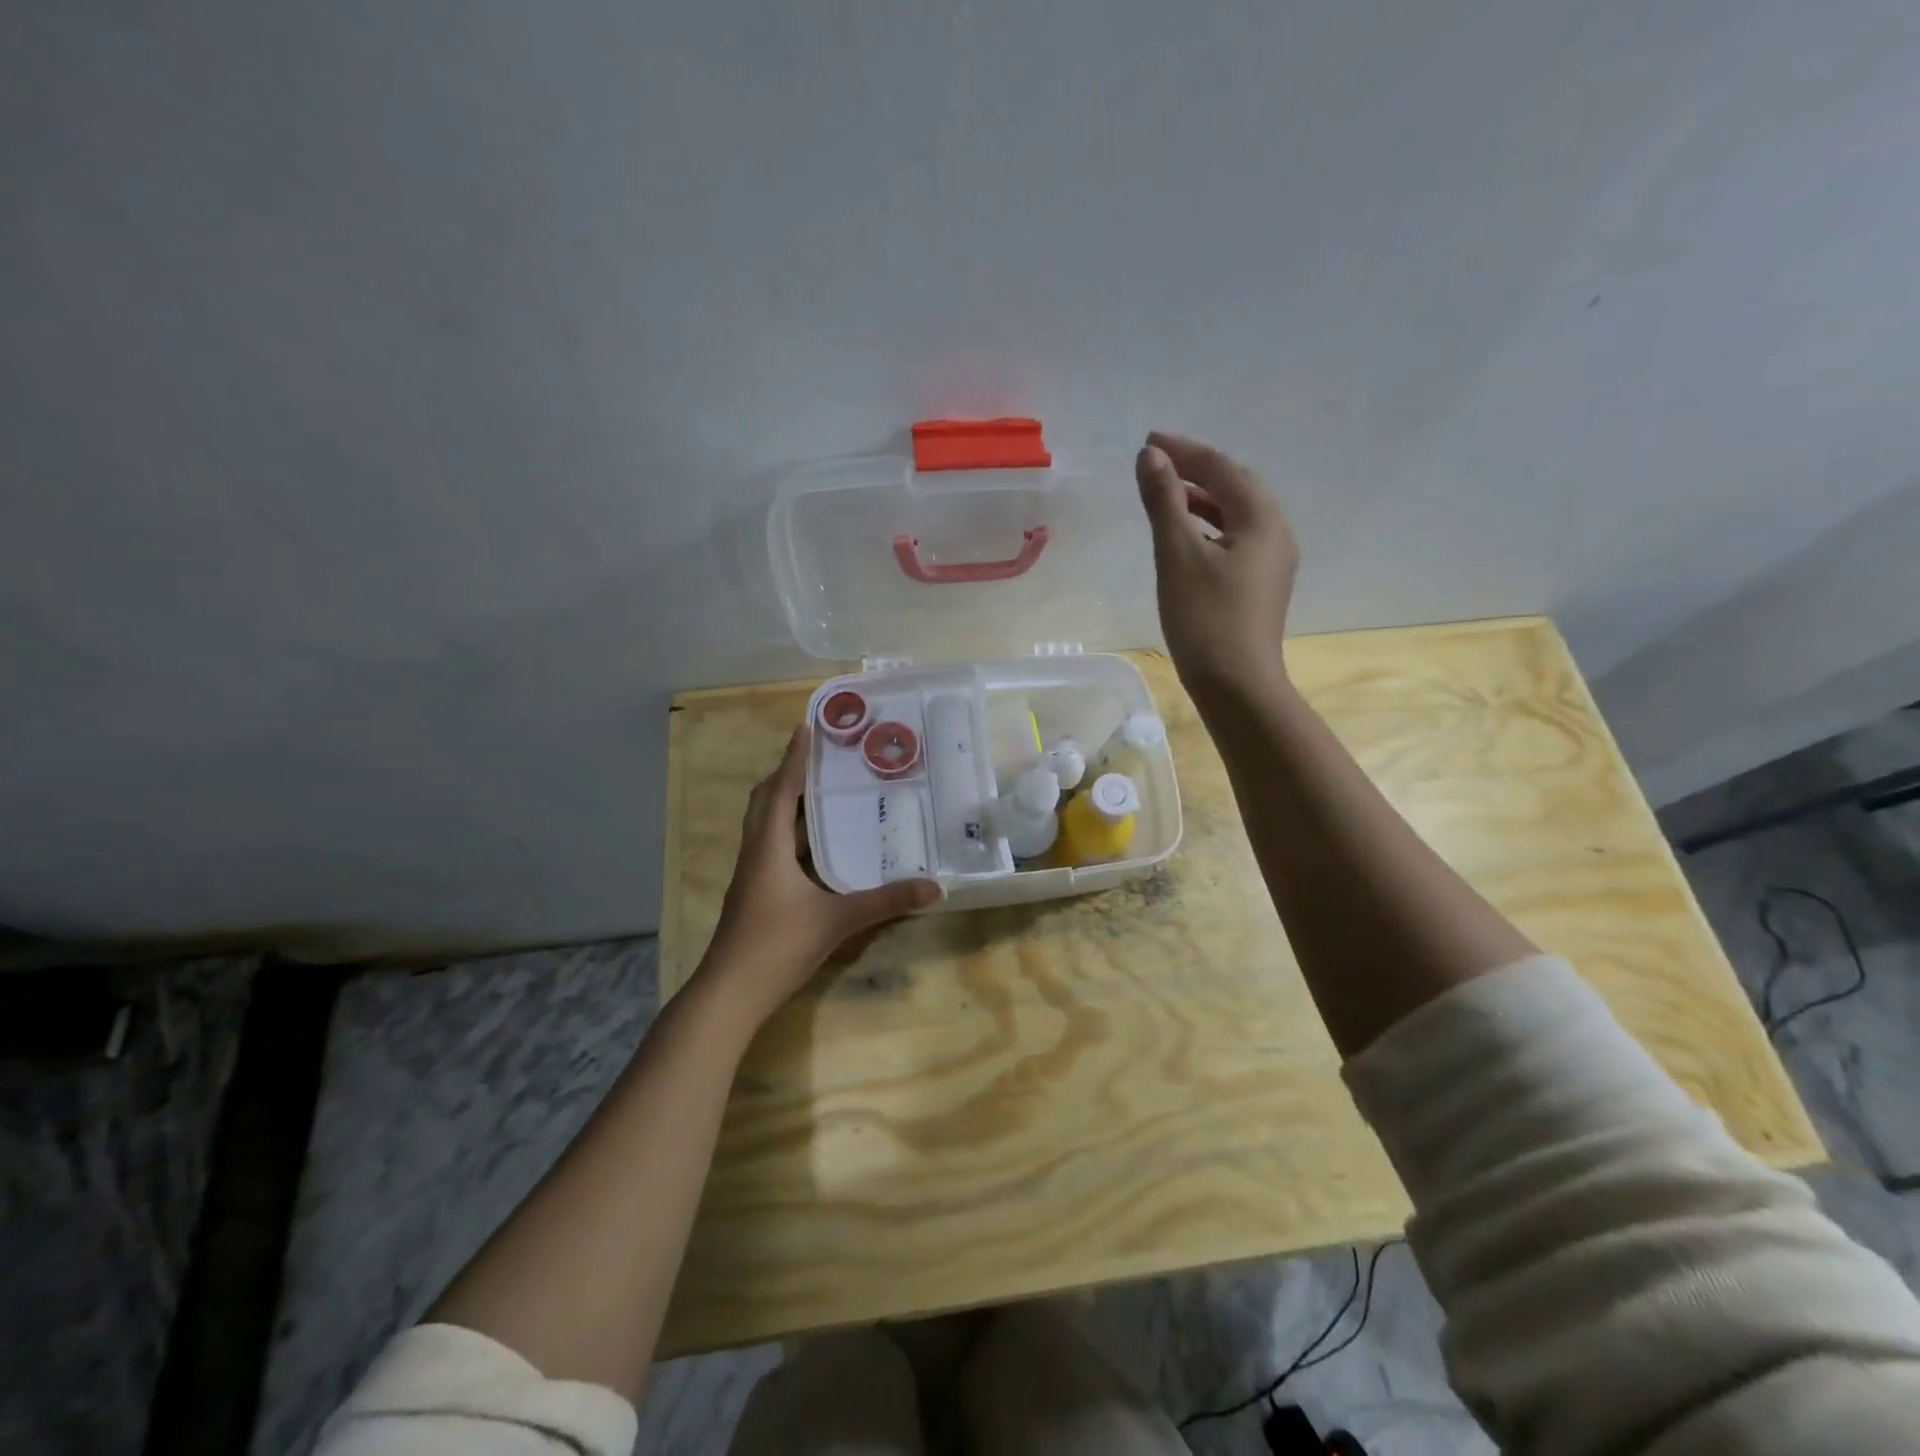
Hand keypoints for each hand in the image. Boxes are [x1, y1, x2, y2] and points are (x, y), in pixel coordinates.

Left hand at [698, 723, 940, 1017]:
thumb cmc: (777, 946)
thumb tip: (934, 887)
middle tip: (818, 757)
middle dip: (787, 774)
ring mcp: (751, 875)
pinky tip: (815, 844)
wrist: (730, 993)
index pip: (782, 790)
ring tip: (820, 790)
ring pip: (765, 824)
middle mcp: (756, 852)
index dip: (794, 758)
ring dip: (786, 802)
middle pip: (765, 800)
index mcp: (769, 847)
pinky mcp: (754, 893)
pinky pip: (770, 846)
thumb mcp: (837, 921)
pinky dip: (789, 831)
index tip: (806, 727)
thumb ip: (885, 902)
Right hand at [1135, 431, 1299, 705]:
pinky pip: (1236, 540)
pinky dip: (1209, 528)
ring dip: (1202, 500)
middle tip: (1158, 465)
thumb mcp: (1177, 555)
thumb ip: (1163, 501)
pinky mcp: (1261, 586)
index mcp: (1262, 519)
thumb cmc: (1205, 618)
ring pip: (1236, 515)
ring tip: (1166, 497)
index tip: (1149, 440)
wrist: (1236, 685)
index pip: (1222, 468)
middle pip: (1236, 487)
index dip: (1185, 450)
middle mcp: (1276, 533)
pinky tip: (1186, 539)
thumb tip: (1150, 455)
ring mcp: (1272, 563)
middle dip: (1197, 470)